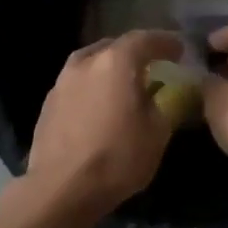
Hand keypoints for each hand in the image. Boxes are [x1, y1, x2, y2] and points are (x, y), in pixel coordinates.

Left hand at [24, 30, 183, 215]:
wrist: (60, 189)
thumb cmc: (117, 158)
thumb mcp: (157, 133)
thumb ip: (167, 104)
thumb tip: (169, 92)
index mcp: (116, 62)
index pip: (145, 39)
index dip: (165, 42)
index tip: (179, 50)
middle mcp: (86, 62)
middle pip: (115, 46)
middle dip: (136, 53)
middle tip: (153, 65)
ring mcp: (62, 81)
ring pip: (92, 63)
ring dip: (111, 68)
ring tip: (125, 84)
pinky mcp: (48, 103)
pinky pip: (78, 83)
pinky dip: (94, 86)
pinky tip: (100, 104)